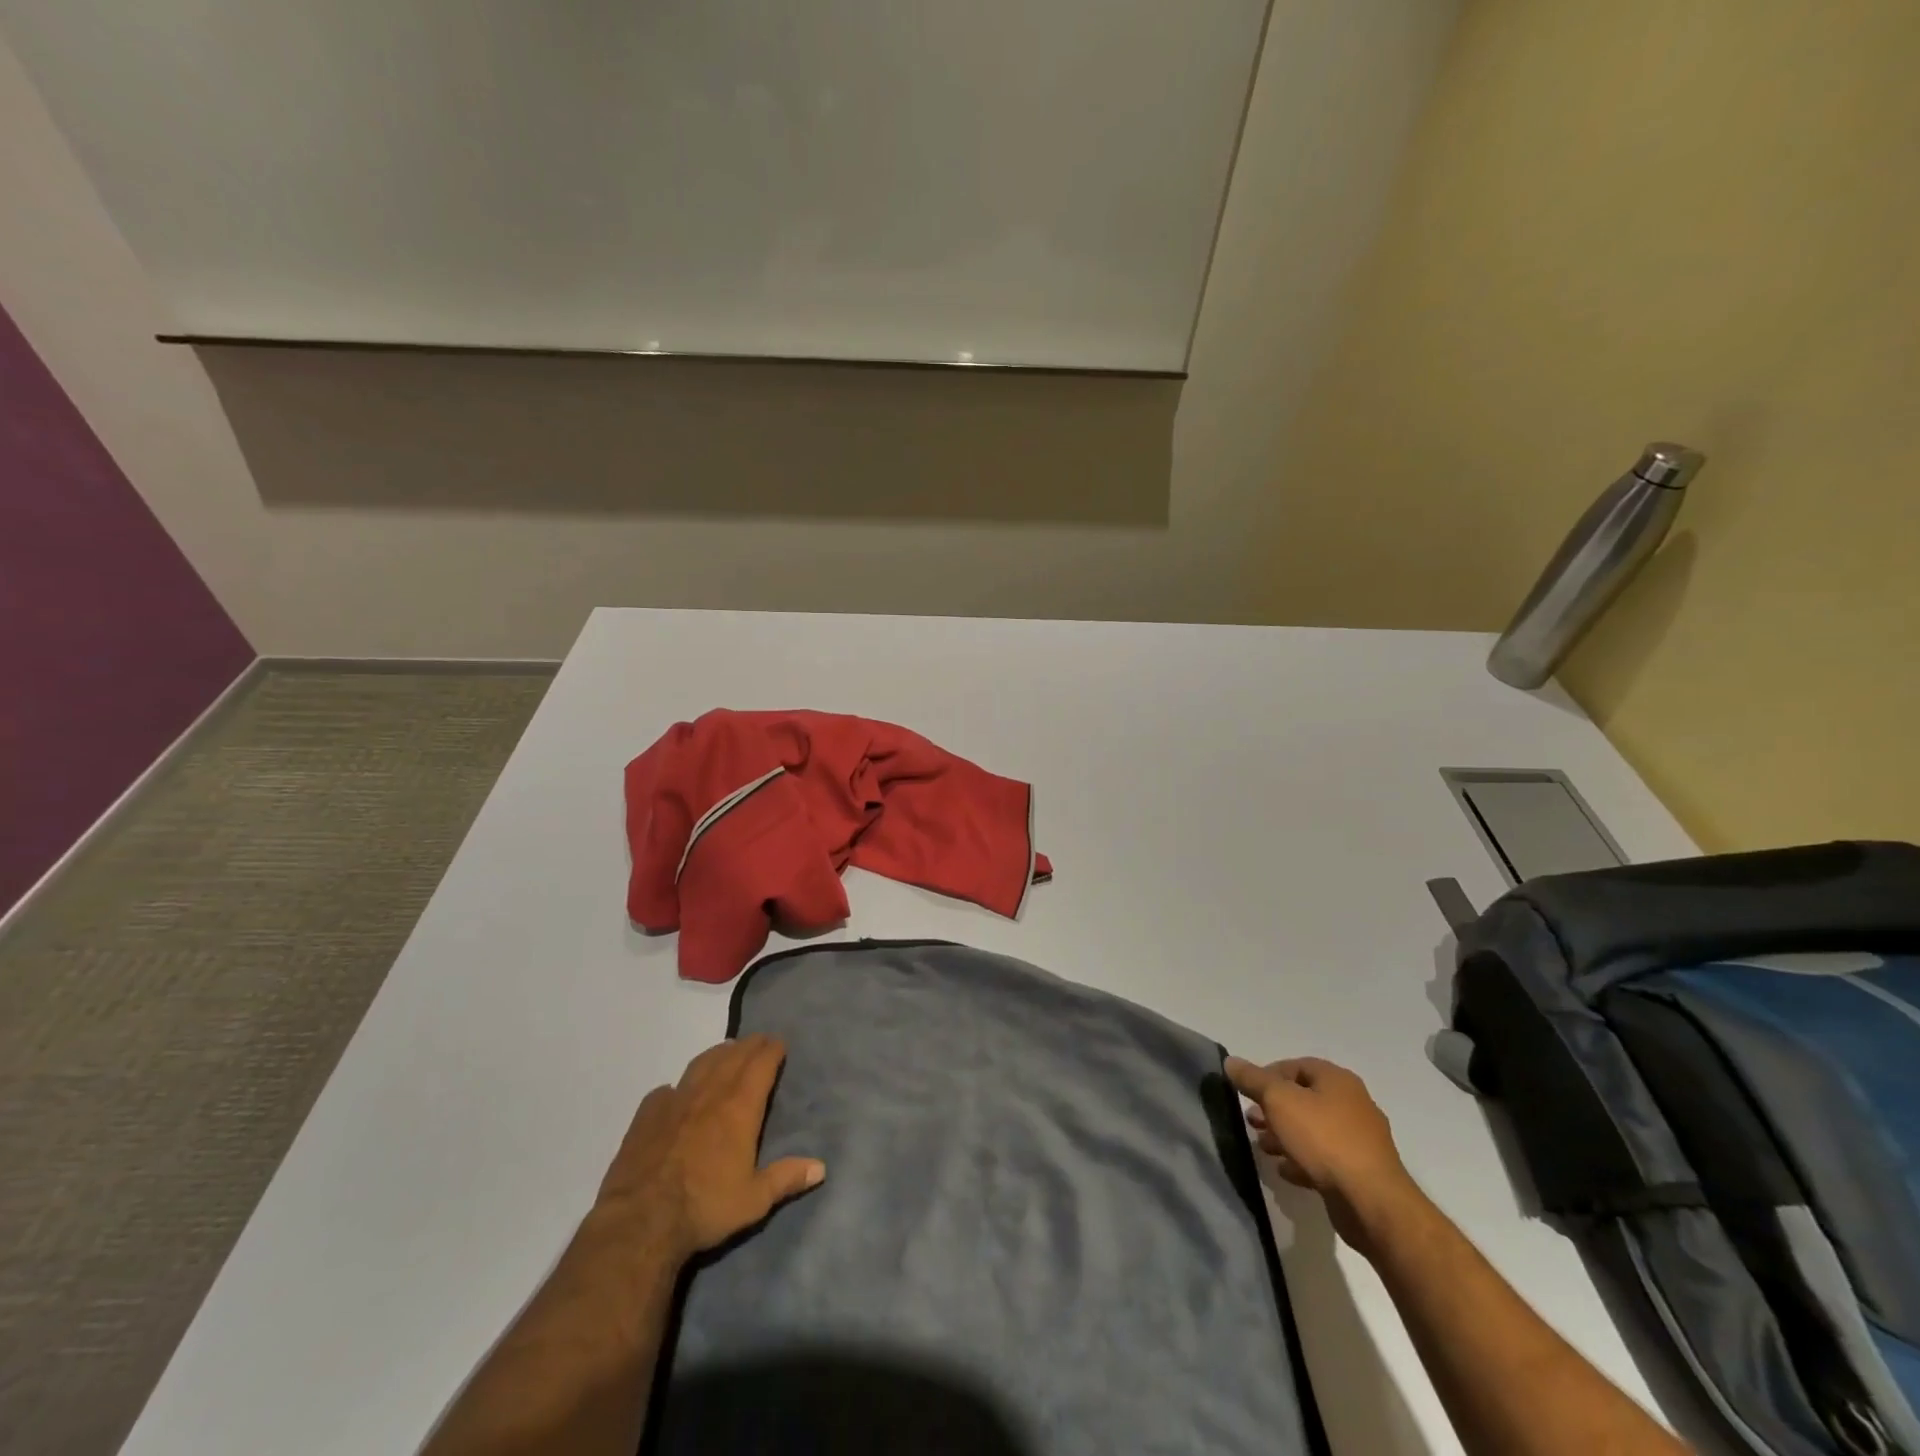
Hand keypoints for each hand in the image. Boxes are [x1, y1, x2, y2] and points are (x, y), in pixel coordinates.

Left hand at [596, 1035, 824, 1261]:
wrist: (640, 1221)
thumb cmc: (705, 1207)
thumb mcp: (754, 1200)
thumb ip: (787, 1178)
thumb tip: (821, 1167)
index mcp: (739, 1107)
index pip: (760, 1064)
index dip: (772, 1050)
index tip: (780, 1043)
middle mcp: (709, 1093)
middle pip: (733, 1056)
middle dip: (750, 1045)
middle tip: (760, 1041)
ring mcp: (675, 1100)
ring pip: (701, 1063)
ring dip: (718, 1054)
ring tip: (726, 1051)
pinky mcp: (646, 1115)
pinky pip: (666, 1089)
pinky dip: (678, 1085)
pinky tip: (676, 1092)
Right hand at [1224, 1054, 1417, 1256]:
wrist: (1371, 1202)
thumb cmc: (1323, 1139)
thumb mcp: (1279, 1101)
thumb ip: (1253, 1080)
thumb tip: (1231, 1061)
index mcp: (1337, 1080)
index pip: (1295, 1066)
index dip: (1267, 1075)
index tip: (1247, 1093)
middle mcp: (1352, 1104)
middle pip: (1303, 1099)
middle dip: (1273, 1109)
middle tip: (1252, 1121)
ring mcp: (1359, 1140)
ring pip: (1312, 1130)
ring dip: (1285, 1136)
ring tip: (1263, 1147)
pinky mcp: (1360, 1171)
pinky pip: (1324, 1158)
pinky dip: (1302, 1160)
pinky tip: (1285, 1170)